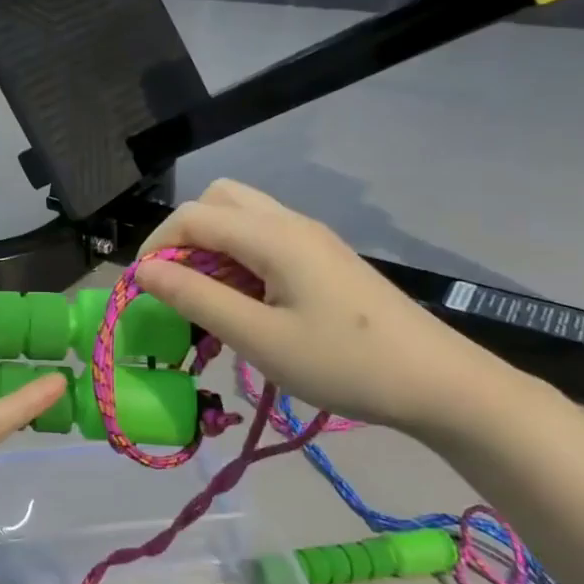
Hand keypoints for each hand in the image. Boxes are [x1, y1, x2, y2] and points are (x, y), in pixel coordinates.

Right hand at [134, 180, 525, 435]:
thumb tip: (144, 271)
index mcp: (273, 235)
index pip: (192, 216)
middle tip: (176, 285)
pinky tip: (246, 302)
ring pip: (242, 216)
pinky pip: (264, 238)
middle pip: (217, 200)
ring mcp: (312, 237)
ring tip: (207, 297)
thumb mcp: (259, 337)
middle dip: (183, 236)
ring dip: (211, 246)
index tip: (144, 292)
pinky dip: (237, 257)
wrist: (439, 384)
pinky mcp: (324, 258)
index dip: (157, 247)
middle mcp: (290, 222)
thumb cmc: (344, 364)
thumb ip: (196, 298)